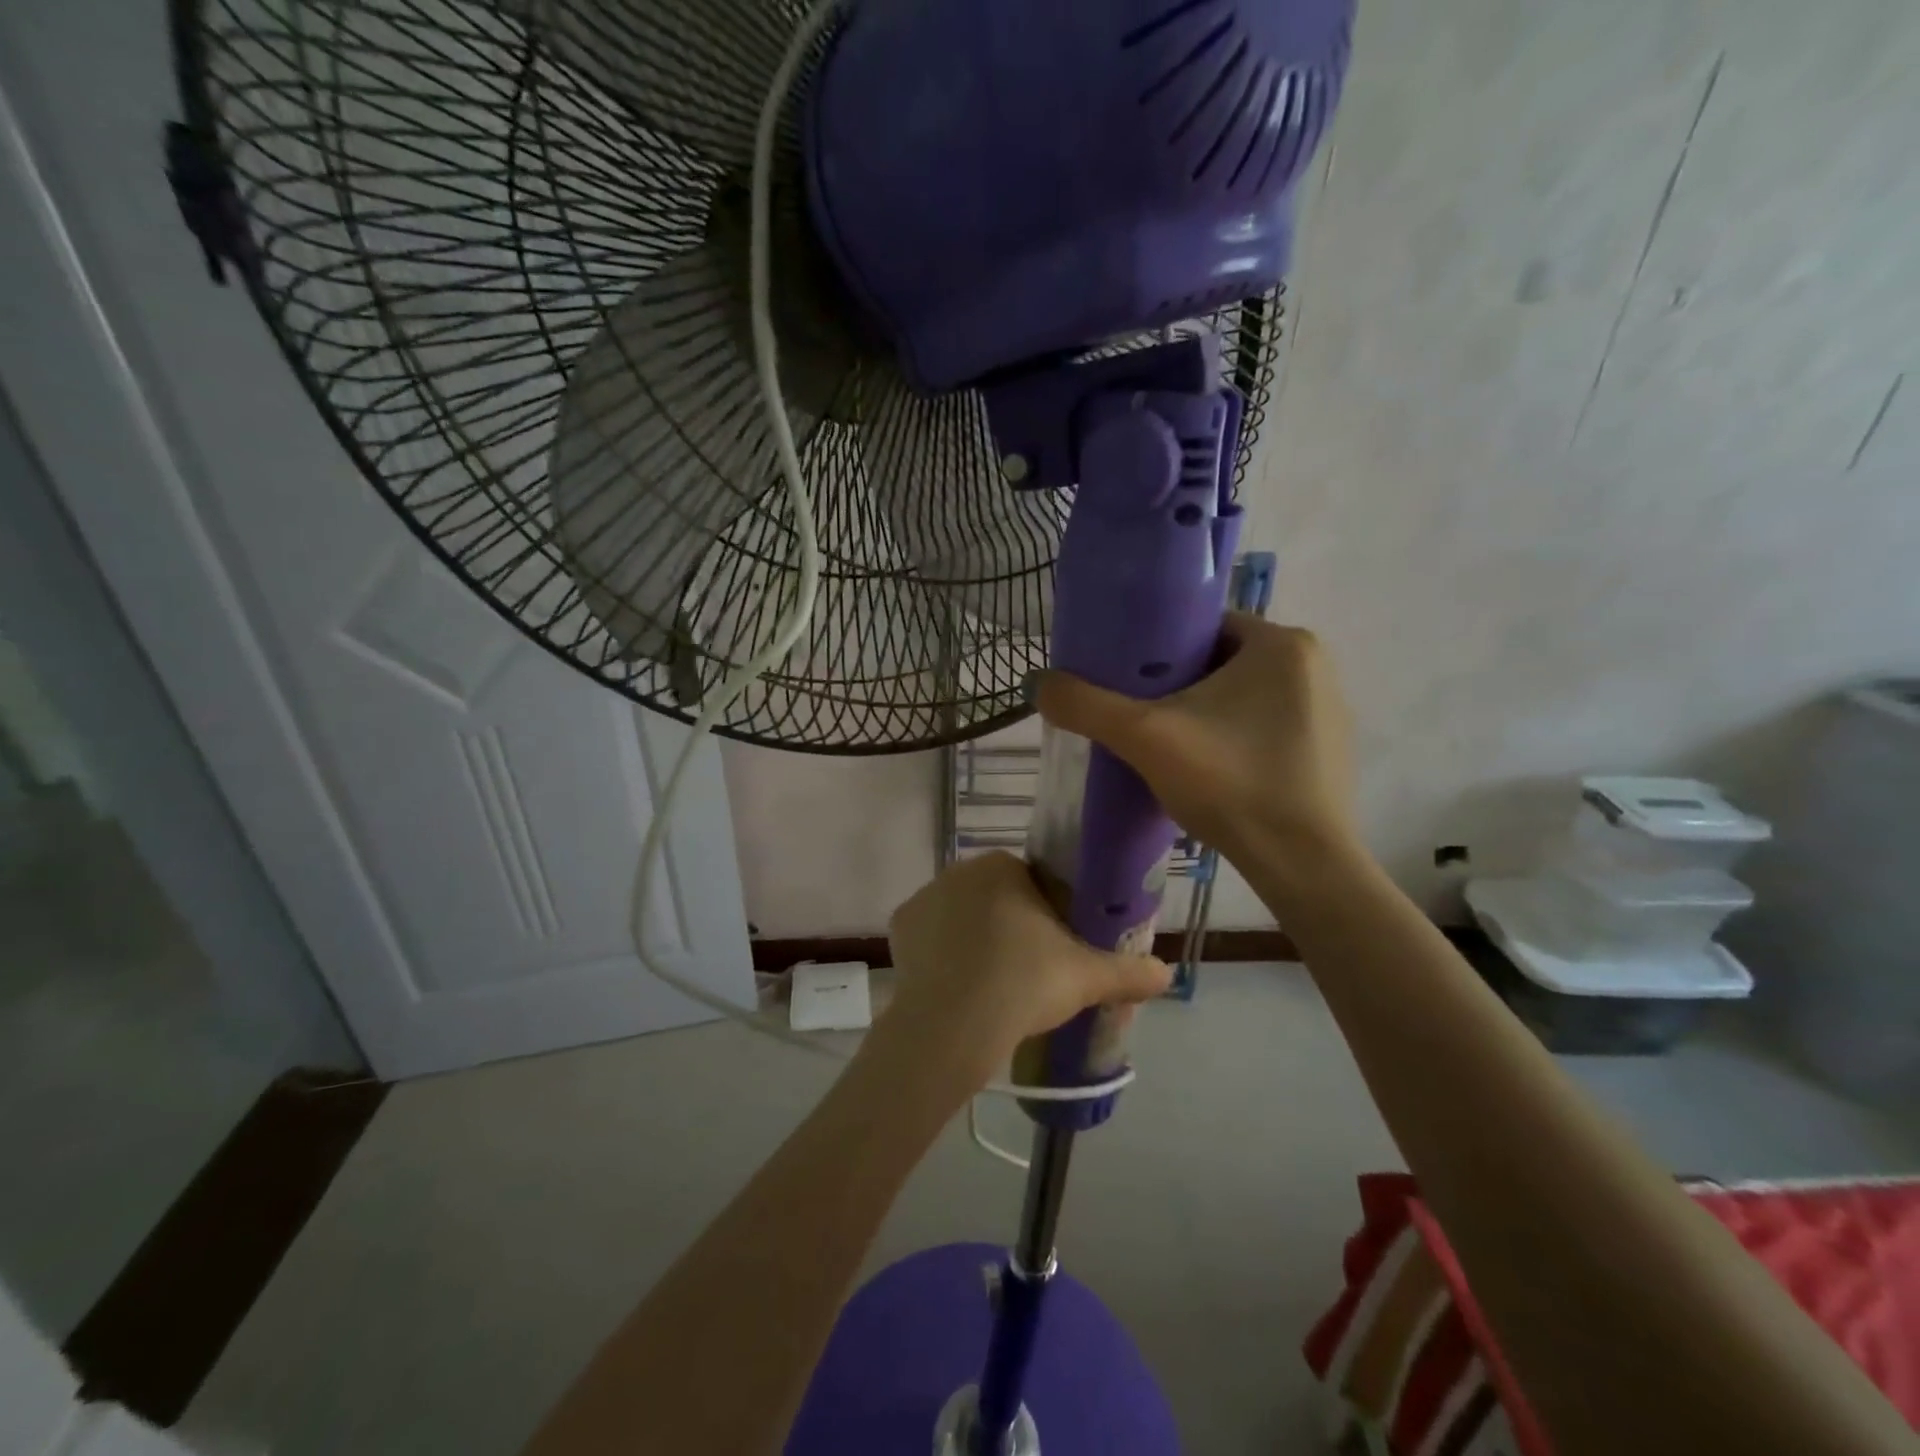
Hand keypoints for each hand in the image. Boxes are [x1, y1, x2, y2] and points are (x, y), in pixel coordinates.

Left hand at [875, 852, 1170, 1093]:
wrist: (953, 1023)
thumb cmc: (1025, 983)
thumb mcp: (1087, 977)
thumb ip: (1129, 971)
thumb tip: (1167, 974)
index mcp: (1004, 867)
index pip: (1033, 883)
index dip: (1048, 917)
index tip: (1055, 952)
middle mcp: (960, 870)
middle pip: (996, 897)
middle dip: (1011, 926)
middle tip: (1027, 973)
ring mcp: (925, 896)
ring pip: (961, 915)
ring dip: (975, 938)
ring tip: (990, 985)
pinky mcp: (900, 926)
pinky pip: (930, 936)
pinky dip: (942, 954)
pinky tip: (957, 985)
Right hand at [1035, 614, 1358, 872]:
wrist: (1300, 864)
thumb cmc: (1228, 782)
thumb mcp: (1144, 737)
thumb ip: (1086, 705)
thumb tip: (1038, 683)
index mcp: (1281, 643)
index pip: (1202, 627)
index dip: (1156, 650)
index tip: (1125, 681)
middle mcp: (1314, 664)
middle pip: (1219, 662)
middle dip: (1177, 686)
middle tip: (1138, 717)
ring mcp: (1328, 709)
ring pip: (1242, 696)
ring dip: (1204, 714)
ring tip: (1166, 746)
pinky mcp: (1329, 750)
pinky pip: (1265, 727)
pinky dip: (1233, 739)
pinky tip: (1209, 771)